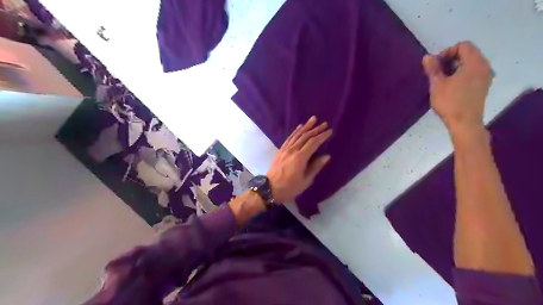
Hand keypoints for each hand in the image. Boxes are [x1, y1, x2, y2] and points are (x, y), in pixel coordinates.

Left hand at [267, 116, 330, 203]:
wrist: (270, 189)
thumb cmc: (290, 187)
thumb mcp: (306, 181)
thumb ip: (316, 167)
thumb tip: (327, 156)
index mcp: (300, 158)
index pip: (313, 143)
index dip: (322, 136)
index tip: (329, 131)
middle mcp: (293, 150)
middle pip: (305, 136)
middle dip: (316, 129)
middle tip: (324, 123)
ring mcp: (285, 149)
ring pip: (297, 135)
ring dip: (306, 127)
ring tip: (313, 119)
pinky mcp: (280, 150)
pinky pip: (289, 138)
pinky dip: (295, 132)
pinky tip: (299, 127)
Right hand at [421, 41, 494, 135]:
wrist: (465, 123)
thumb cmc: (450, 102)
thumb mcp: (437, 84)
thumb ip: (433, 69)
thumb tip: (427, 57)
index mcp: (475, 63)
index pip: (463, 46)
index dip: (446, 52)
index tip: (435, 65)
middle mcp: (484, 66)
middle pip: (467, 54)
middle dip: (449, 60)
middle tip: (435, 73)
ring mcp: (485, 77)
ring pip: (469, 65)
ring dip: (453, 69)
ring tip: (440, 81)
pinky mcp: (482, 87)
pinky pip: (471, 74)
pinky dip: (460, 75)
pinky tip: (449, 88)